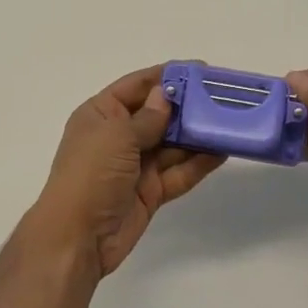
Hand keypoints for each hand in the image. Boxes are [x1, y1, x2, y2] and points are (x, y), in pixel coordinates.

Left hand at [34, 66, 225, 277]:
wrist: (77, 238)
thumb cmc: (90, 174)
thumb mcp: (117, 136)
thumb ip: (148, 117)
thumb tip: (166, 95)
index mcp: (101, 114)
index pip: (138, 86)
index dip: (167, 76)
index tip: (200, 69)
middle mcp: (118, 135)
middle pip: (159, 114)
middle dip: (189, 106)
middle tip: (224, 97)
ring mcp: (135, 165)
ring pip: (172, 144)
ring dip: (198, 134)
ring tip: (230, 122)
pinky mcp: (150, 191)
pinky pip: (178, 172)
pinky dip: (198, 163)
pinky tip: (222, 152)